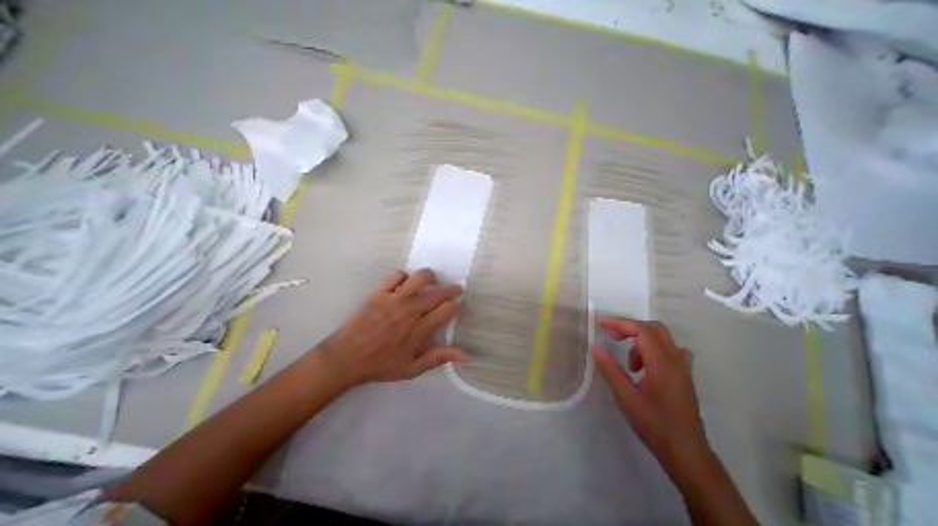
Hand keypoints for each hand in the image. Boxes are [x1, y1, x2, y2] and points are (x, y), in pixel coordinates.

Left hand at [317, 270, 465, 387]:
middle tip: (455, 290)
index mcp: (420, 329)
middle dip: (452, 289)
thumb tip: (464, 354)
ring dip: (430, 277)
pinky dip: (405, 277)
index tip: (458, 307)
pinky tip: (405, 284)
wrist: (345, 358)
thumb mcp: (412, 369)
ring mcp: (394, 299)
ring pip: (420, 277)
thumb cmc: (380, 365)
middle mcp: (410, 310)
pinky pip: (397, 275)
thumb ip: (438, 358)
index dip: (457, 306)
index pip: (447, 309)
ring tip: (432, 282)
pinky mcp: (379, 292)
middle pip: (438, 292)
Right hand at [591, 316, 712, 472]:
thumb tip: (594, 346)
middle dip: (629, 327)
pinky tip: (644, 365)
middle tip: (610, 336)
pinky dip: (652, 348)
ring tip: (628, 362)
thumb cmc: (654, 425)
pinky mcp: (684, 376)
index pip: (641, 330)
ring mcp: (683, 368)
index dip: (619, 323)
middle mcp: (676, 361)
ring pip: (662, 338)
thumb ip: (609, 369)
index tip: (600, 324)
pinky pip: (669, 350)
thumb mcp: (625, 397)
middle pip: (654, 328)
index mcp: (662, 364)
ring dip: (640, 338)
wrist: (687, 454)